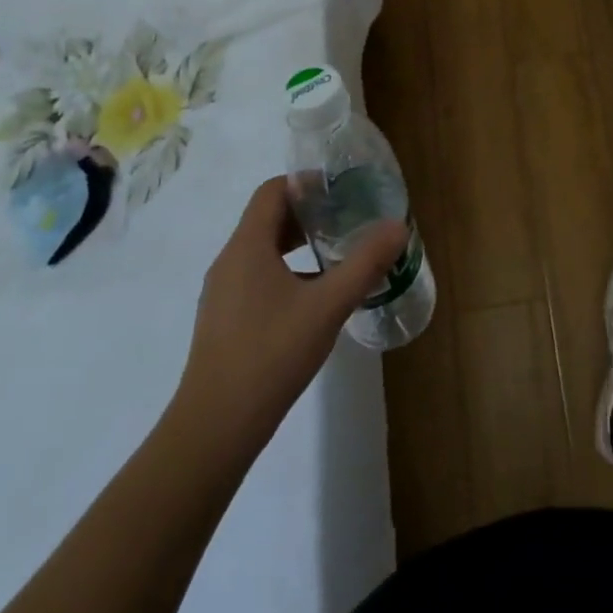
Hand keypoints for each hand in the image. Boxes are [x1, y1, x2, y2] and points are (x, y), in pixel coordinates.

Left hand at [167, 176, 407, 451]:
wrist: (214, 429)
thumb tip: (398, 226)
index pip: (273, 190)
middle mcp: (230, 261)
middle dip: (309, 214)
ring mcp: (223, 293)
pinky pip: (257, 276)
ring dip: (298, 243)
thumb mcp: (328, 306)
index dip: (307, 183)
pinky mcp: (225, 320)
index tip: (342, 192)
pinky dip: (287, 271)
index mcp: (247, 246)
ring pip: (263, 249)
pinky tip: (315, 298)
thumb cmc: (271, 355)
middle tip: (348, 219)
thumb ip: (364, 263)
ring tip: (337, 255)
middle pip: (268, 217)